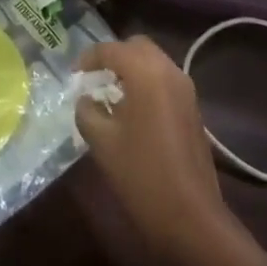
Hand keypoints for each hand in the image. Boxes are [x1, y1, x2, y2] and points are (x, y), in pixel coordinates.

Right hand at [74, 36, 236, 265]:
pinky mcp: (193, 109)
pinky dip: (146, 83)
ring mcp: (186, 89)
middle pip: (137, 47)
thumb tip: (86, 100)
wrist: (192, 218)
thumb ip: (87, 112)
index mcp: (146, 73)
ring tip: (110, 94)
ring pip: (154, 62)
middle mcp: (169, 71)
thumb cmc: (142, 175)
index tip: (73, 74)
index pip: (111, 49)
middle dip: (113, 56)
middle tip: (94, 77)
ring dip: (132, 69)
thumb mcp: (102, 143)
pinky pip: (165, 80)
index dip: (89, 58)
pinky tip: (132, 111)